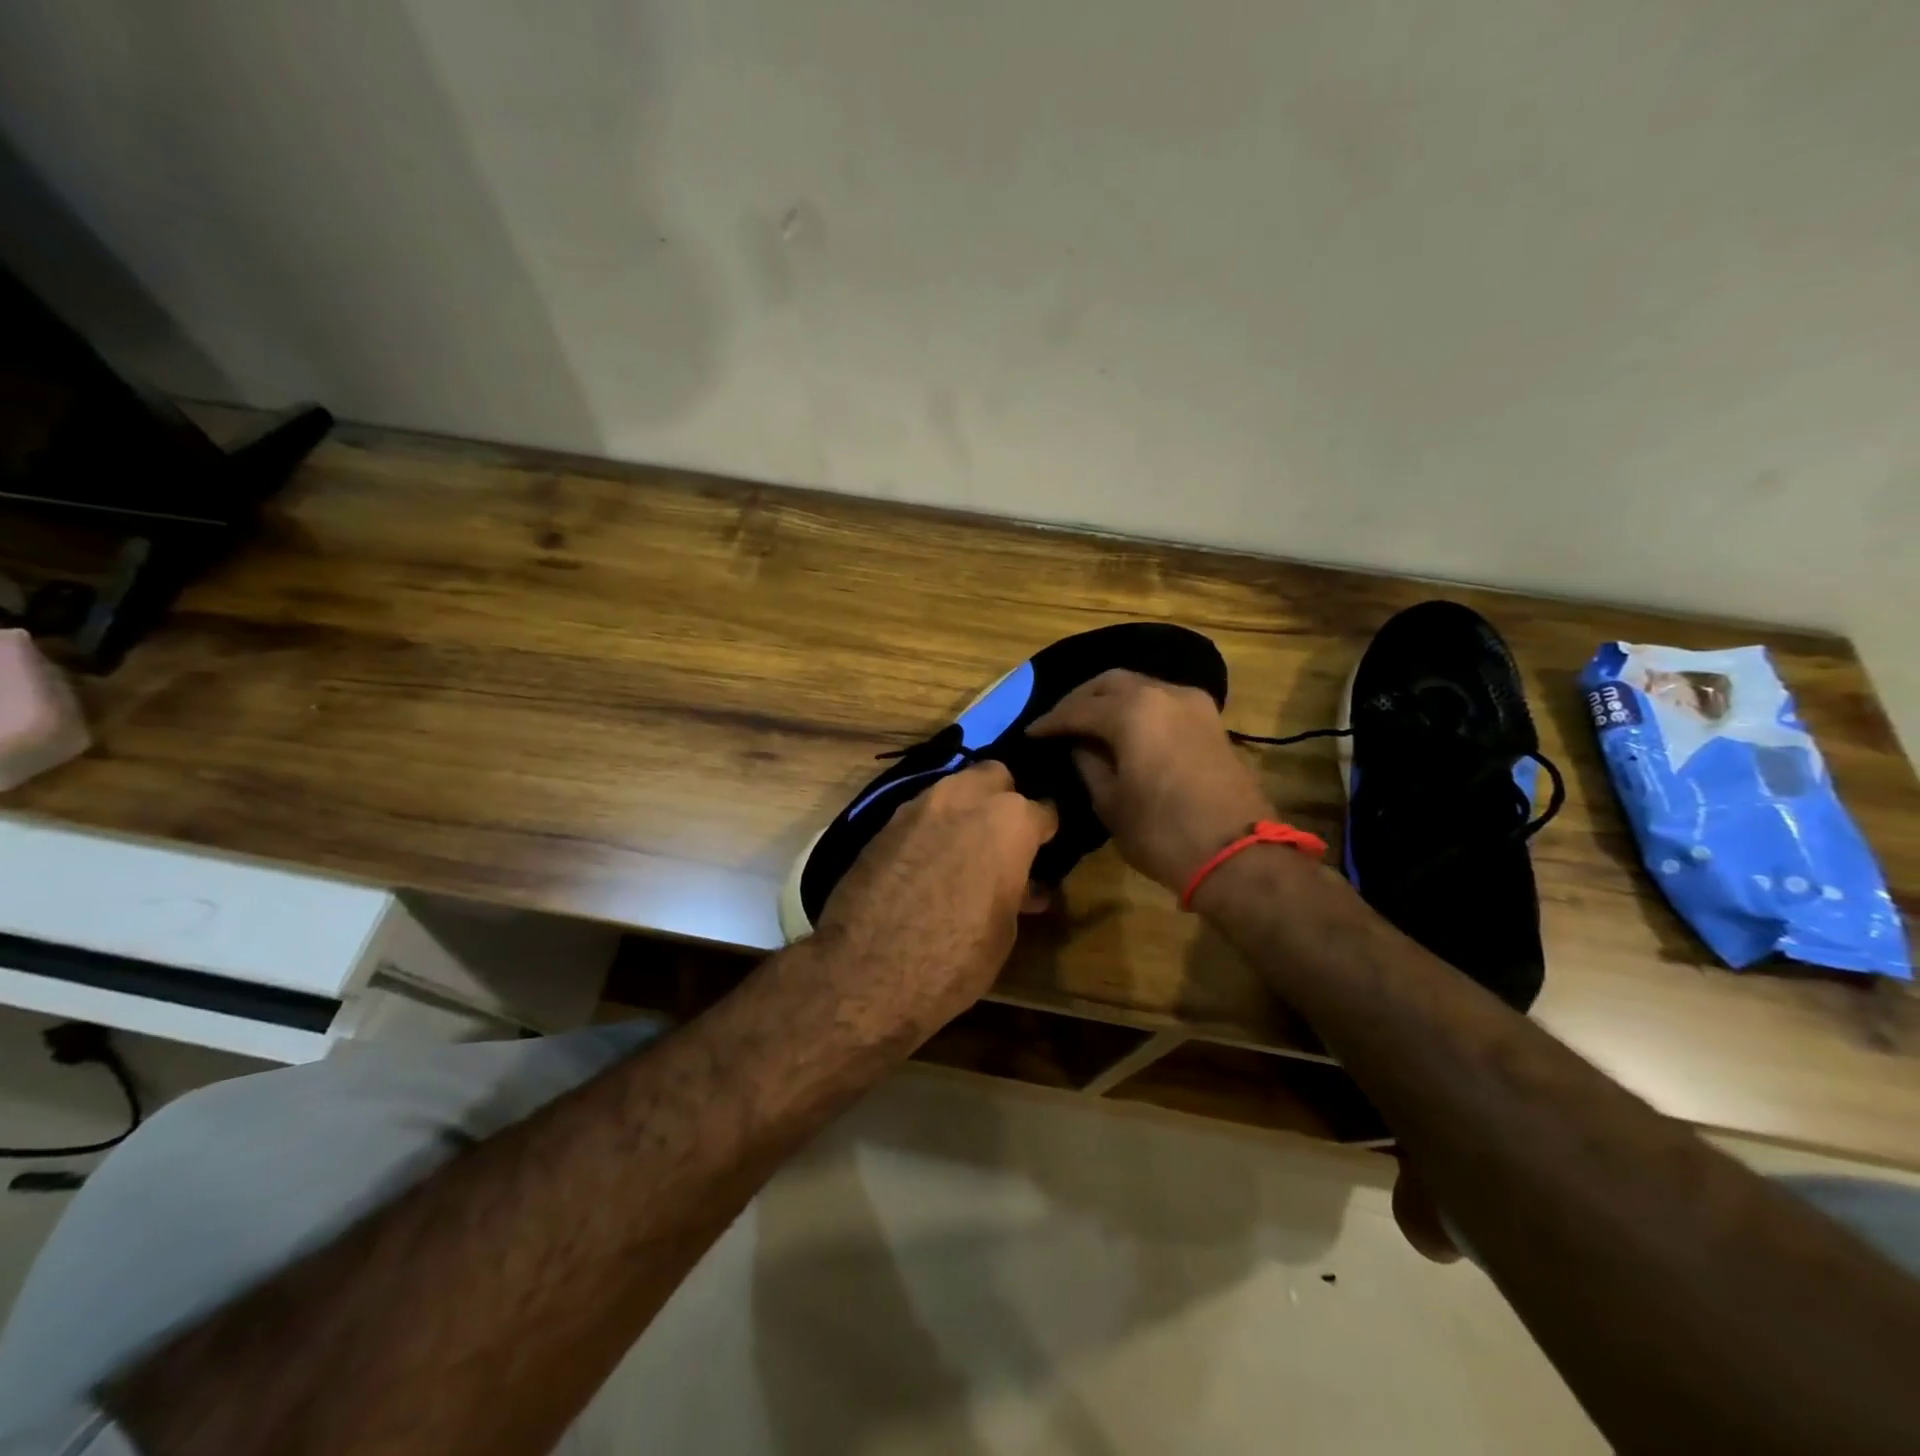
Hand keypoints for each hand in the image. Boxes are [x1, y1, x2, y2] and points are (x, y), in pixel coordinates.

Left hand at [814, 762, 1058, 1031]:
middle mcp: (964, 798)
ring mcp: (918, 806)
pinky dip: (932, 828)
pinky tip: (929, 861)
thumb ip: (1015, 892)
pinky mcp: (883, 823)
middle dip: (1004, 798)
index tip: (1045, 850)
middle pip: (995, 776)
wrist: (865, 971)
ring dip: (965, 810)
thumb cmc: (954, 958)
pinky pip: (920, 813)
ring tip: (965, 849)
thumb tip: (1023, 886)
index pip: (1044, 810)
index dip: (1046, 833)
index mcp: (1009, 822)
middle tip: (1003, 837)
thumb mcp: (1003, 931)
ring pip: (953, 788)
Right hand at [1028, 669, 1273, 892]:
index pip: (1078, 709)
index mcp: (1132, 711)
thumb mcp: (1110, 803)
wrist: (1238, 855)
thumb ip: (1089, 765)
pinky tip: (1125, 728)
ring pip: (1141, 686)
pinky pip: (1163, 701)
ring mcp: (1193, 704)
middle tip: (1059, 722)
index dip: (1051, 722)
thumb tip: (1080, 746)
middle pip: (1110, 683)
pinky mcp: (1211, 721)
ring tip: (1089, 723)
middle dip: (1080, 700)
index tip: (1031, 733)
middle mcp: (1163, 693)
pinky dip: (1139, 708)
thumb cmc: (1162, 833)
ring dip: (1111, 700)